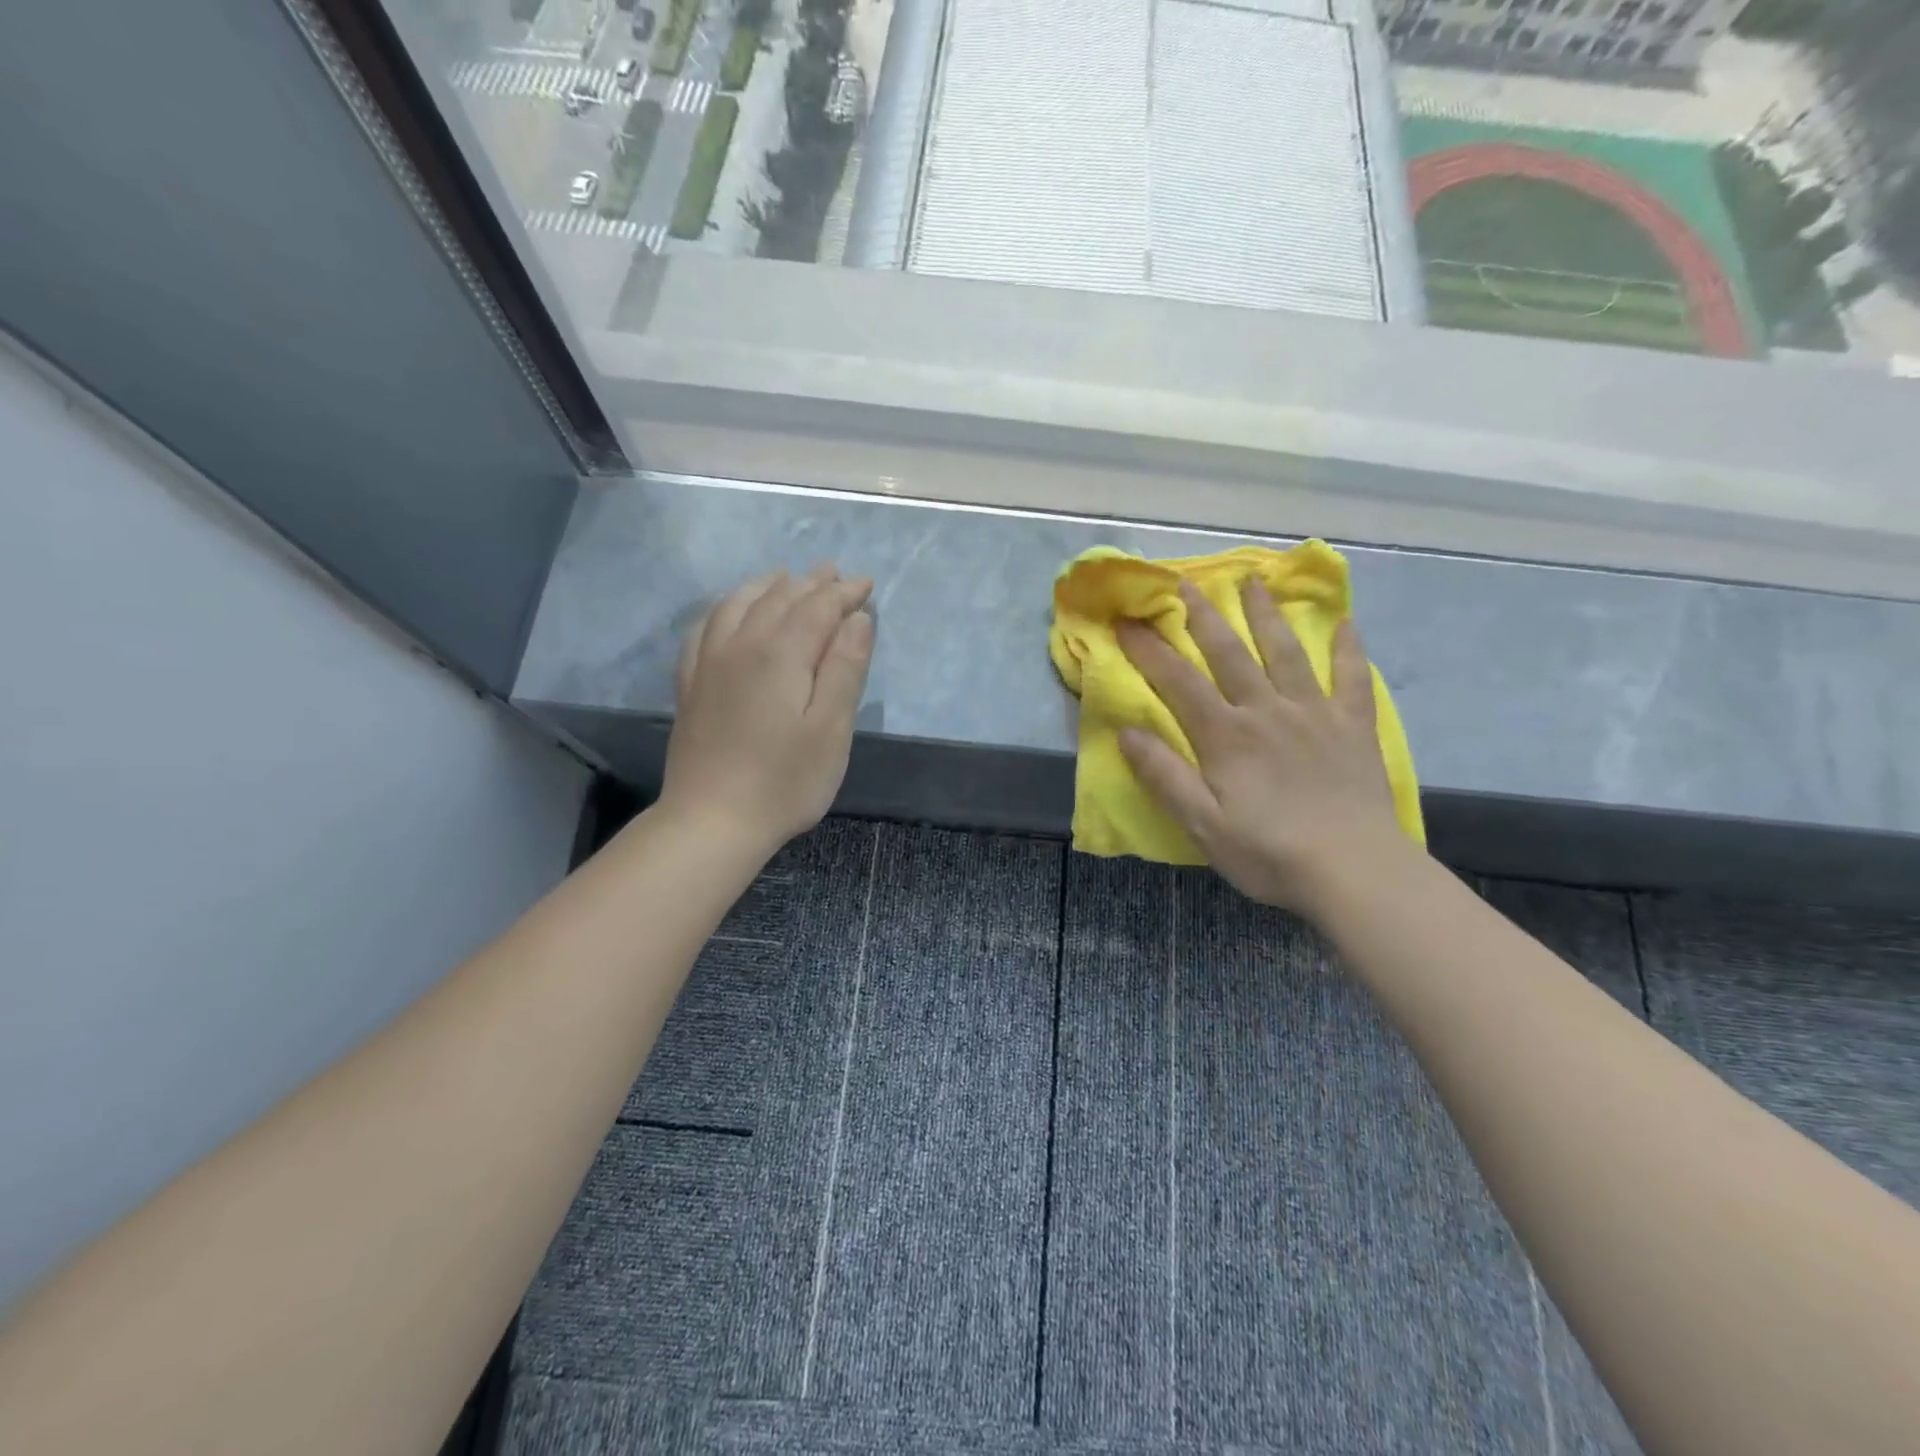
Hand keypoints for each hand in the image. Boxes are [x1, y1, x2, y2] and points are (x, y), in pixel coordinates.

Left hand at [659, 565, 873, 855]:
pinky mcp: (691, 684)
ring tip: (786, 578)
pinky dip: (726, 607)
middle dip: (811, 583)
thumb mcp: (831, 730)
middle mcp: (741, 645)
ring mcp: (709, 663)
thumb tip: (857, 618)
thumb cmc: (785, 782)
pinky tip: (732, 610)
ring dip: (768, 586)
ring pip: (739, 604)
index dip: (844, 592)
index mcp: (781, 654)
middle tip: (834, 574)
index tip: (866, 584)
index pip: (817, 607)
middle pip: (779, 598)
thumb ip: (845, 669)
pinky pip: (706, 626)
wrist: (711, 821)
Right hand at [1116, 580, 1413, 918]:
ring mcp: (1314, 714)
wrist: (1355, 872)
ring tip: (1254, 581)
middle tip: (1185, 582)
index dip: (1149, 649)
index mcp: (1226, 735)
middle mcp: (1267, 711)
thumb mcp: (1202, 824)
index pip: (1178, 681)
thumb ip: (1164, 776)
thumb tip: (1127, 732)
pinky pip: (1351, 679)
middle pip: (1230, 653)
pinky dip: (1347, 649)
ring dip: (1267, 614)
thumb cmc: (1269, 852)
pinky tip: (1346, 623)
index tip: (1127, 621)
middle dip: (1203, 616)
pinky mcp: (1353, 727)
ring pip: (1285, 652)